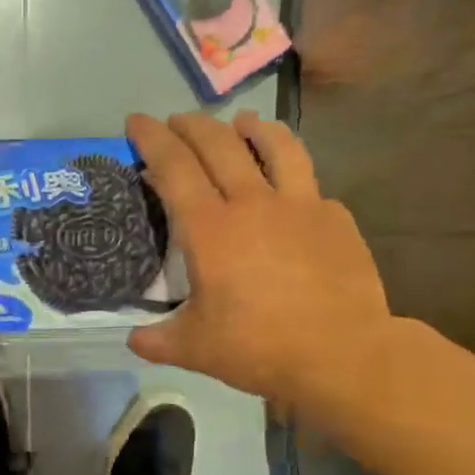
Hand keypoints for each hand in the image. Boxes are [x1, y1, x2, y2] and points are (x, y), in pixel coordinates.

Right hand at [126, 110, 395, 425]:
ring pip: (275, 146)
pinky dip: (291, 174)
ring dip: (251, 127)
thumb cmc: (258, 348)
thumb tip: (133, 338)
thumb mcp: (193, 349)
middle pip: (218, 144)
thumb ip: (155, 340)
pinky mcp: (335, 218)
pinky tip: (289, 187)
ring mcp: (300, 205)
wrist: (342, 355)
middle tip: (175, 120)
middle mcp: (252, 203)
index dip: (151, 138)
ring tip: (241, 121)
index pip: (173, 167)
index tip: (136, 120)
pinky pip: (309, 183)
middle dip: (191, 125)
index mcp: (209, 229)